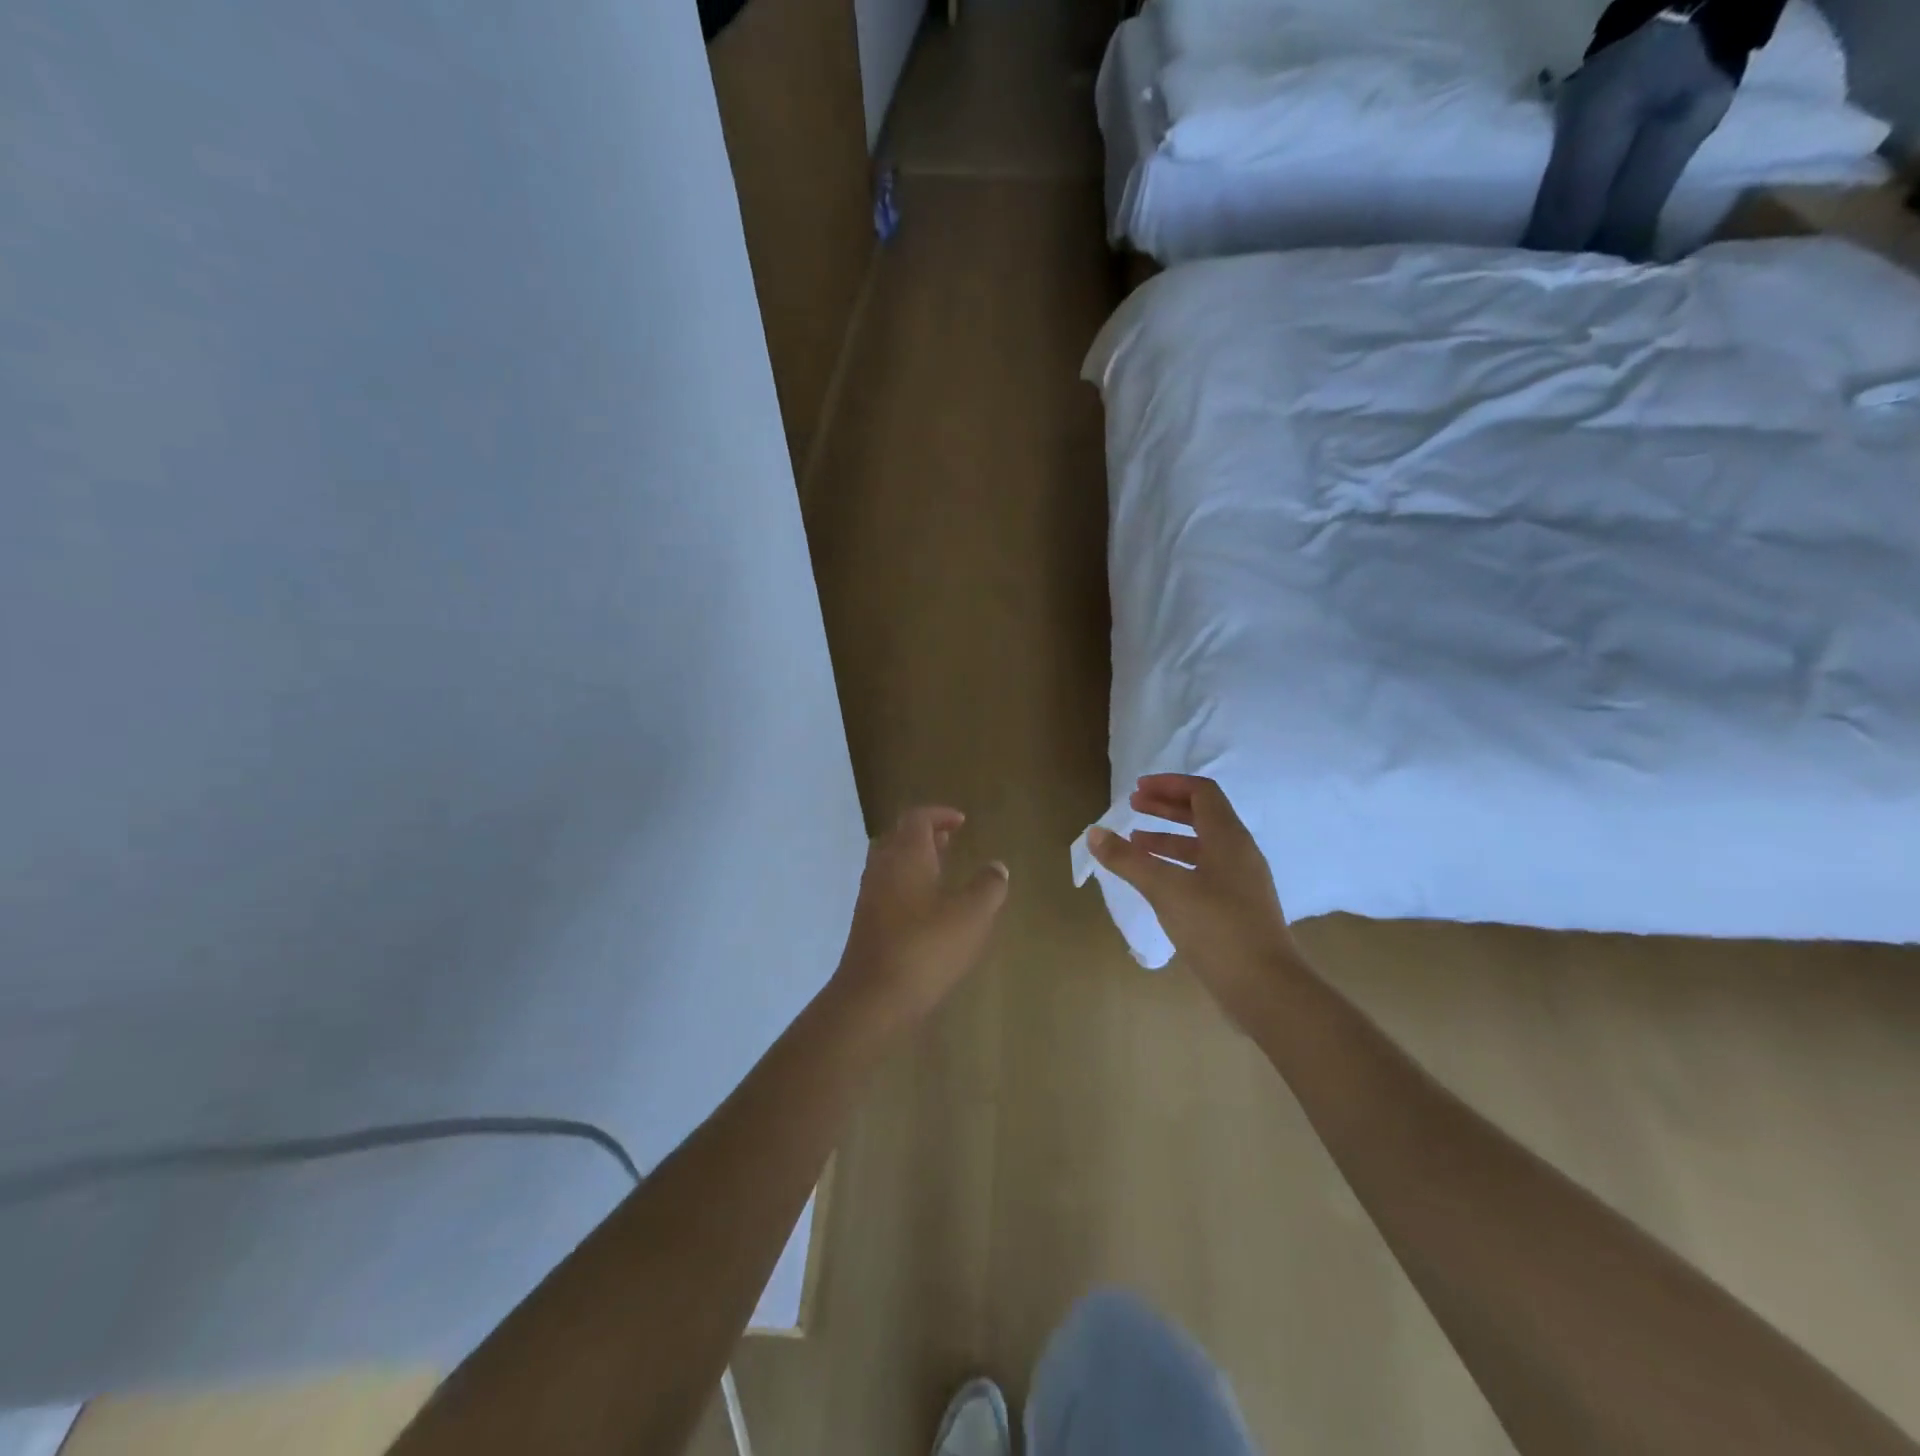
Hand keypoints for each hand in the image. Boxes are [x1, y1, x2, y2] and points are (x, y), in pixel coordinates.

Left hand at [833, 808, 1009, 1029]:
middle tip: (950, 841)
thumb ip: (988, 887)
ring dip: (915, 860)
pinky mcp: (866, 923)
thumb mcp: (971, 916)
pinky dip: (907, 884)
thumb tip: (996, 867)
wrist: (873, 998)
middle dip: (925, 835)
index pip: (917, 818)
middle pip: (899, 837)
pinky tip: (927, 909)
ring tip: (942, 870)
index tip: (962, 821)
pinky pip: (887, 888)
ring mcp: (870, 896)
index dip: (939, 814)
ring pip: (890, 863)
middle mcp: (883, 868)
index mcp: (906, 855)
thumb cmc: (926, 948)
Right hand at [1088, 775, 1300, 1027]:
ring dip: (1169, 838)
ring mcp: (1242, 883)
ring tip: (1135, 843)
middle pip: (1203, 815)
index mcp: (1229, 838)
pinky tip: (1156, 882)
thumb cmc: (1216, 928)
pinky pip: (1205, 872)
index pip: (1202, 792)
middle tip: (1133, 806)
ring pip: (1203, 846)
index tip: (1138, 789)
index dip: (1169, 785)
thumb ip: (1128, 859)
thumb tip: (1094, 833)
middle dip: (1166, 807)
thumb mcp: (1165, 889)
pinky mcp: (1238, 909)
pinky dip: (1177, 865)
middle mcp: (1239, 853)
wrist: (1265, 988)